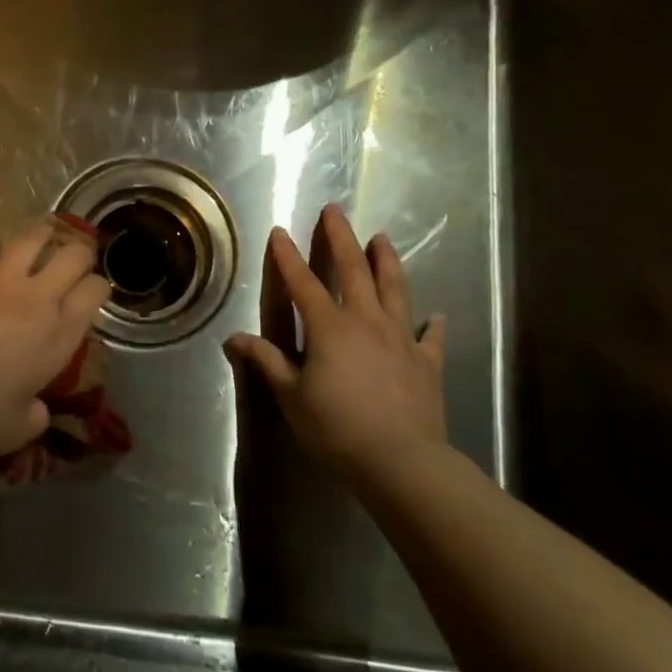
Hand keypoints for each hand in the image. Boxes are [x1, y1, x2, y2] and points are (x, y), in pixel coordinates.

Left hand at [0, 218, 111, 456]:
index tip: (92, 293)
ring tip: (43, 233)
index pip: (94, 291)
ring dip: (40, 233)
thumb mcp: (19, 428)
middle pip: (72, 255)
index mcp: (59, 333)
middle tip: (75, 260)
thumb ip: (35, 414)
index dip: (98, 287)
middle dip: (80, 253)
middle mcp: (35, 299)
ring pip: (28, 239)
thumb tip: (36, 411)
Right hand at [225, 203, 447, 471]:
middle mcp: (366, 321)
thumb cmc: (337, 427)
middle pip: (353, 270)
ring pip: (395, 289)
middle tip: (335, 210)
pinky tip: (437, 316)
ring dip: (386, 261)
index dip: (288, 256)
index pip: (302, 282)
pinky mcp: (427, 362)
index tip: (279, 231)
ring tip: (382, 238)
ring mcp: (401, 339)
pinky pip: (431, 337)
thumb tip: (234, 338)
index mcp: (329, 327)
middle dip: (341, 238)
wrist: (402, 461)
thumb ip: (267, 362)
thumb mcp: (292, 395)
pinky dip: (433, 325)